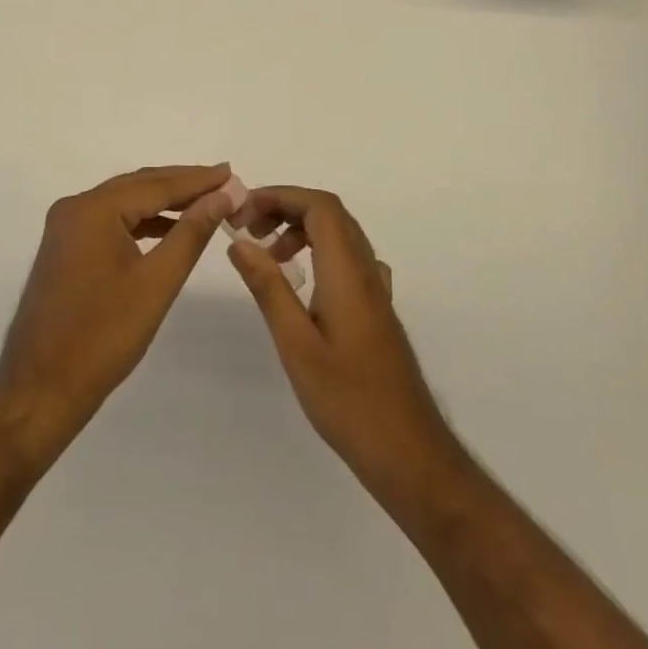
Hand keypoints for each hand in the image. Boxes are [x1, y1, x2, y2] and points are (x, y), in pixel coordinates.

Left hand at [0, 163, 238, 463]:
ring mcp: (66, 227)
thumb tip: (221, 196)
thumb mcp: (157, 283)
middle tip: (224, 182)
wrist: (40, 390)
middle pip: (139, 186)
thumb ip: (191, 233)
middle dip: (183, 184)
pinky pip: (111, 221)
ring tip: (205, 203)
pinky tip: (168, 230)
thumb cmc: (102, 338)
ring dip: (164, 202)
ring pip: (125, 202)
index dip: (197, 180)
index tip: (231, 173)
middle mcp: (76, 207)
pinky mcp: (66, 247)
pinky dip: (142, 221)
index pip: (156, 185)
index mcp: (93, 209)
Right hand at [228, 187, 464, 500]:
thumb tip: (239, 241)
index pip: (319, 206)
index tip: (244, 210)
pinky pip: (347, 259)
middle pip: (330, 214)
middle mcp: (366, 270)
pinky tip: (301, 284)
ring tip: (267, 256)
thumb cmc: (348, 400)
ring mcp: (376, 290)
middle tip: (249, 229)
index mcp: (347, 271)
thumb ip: (268, 287)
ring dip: (301, 230)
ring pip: (340, 236)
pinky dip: (317, 253)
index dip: (281, 196)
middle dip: (286, 209)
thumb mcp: (296, 344)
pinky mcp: (377, 310)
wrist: (408, 453)